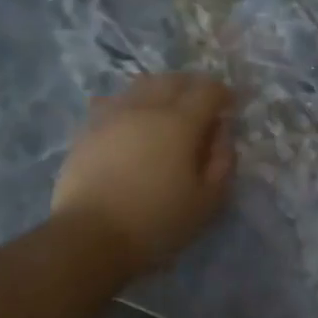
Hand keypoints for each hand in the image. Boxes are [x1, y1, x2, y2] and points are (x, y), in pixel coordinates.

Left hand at [53, 72, 235, 278]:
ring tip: (166, 111)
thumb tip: (222, 133)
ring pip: (142, 85)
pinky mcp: (88, 129)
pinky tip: (131, 123)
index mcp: (181, 122)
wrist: (88, 238)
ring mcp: (113, 115)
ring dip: (161, 91)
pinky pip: (113, 102)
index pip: (208, 90)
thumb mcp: (208, 201)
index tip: (230, 107)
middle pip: (174, 80)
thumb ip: (223, 161)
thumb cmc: (156, 222)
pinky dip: (130, 105)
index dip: (223, 94)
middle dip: (192, 86)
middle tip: (201, 106)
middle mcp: (147, 107)